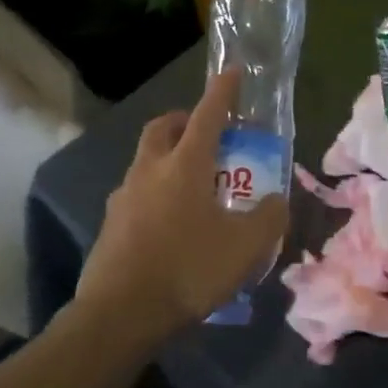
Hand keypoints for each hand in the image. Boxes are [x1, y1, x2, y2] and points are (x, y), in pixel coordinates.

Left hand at [74, 70, 288, 341]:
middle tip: (206, 133)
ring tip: (192, 184)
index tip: (232, 73)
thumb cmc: (189, 269)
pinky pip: (136, 193)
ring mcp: (124, 197)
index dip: (222, 92)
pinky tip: (170, 223)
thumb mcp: (246, 247)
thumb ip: (269, 218)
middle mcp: (150, 170)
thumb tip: (277, 201)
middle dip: (184, 120)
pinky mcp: (110, 224)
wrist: (120, 314)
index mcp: (185, 165)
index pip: (208, 115)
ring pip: (145, 160)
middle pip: (163, 128)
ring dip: (167, 157)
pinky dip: (155, 192)